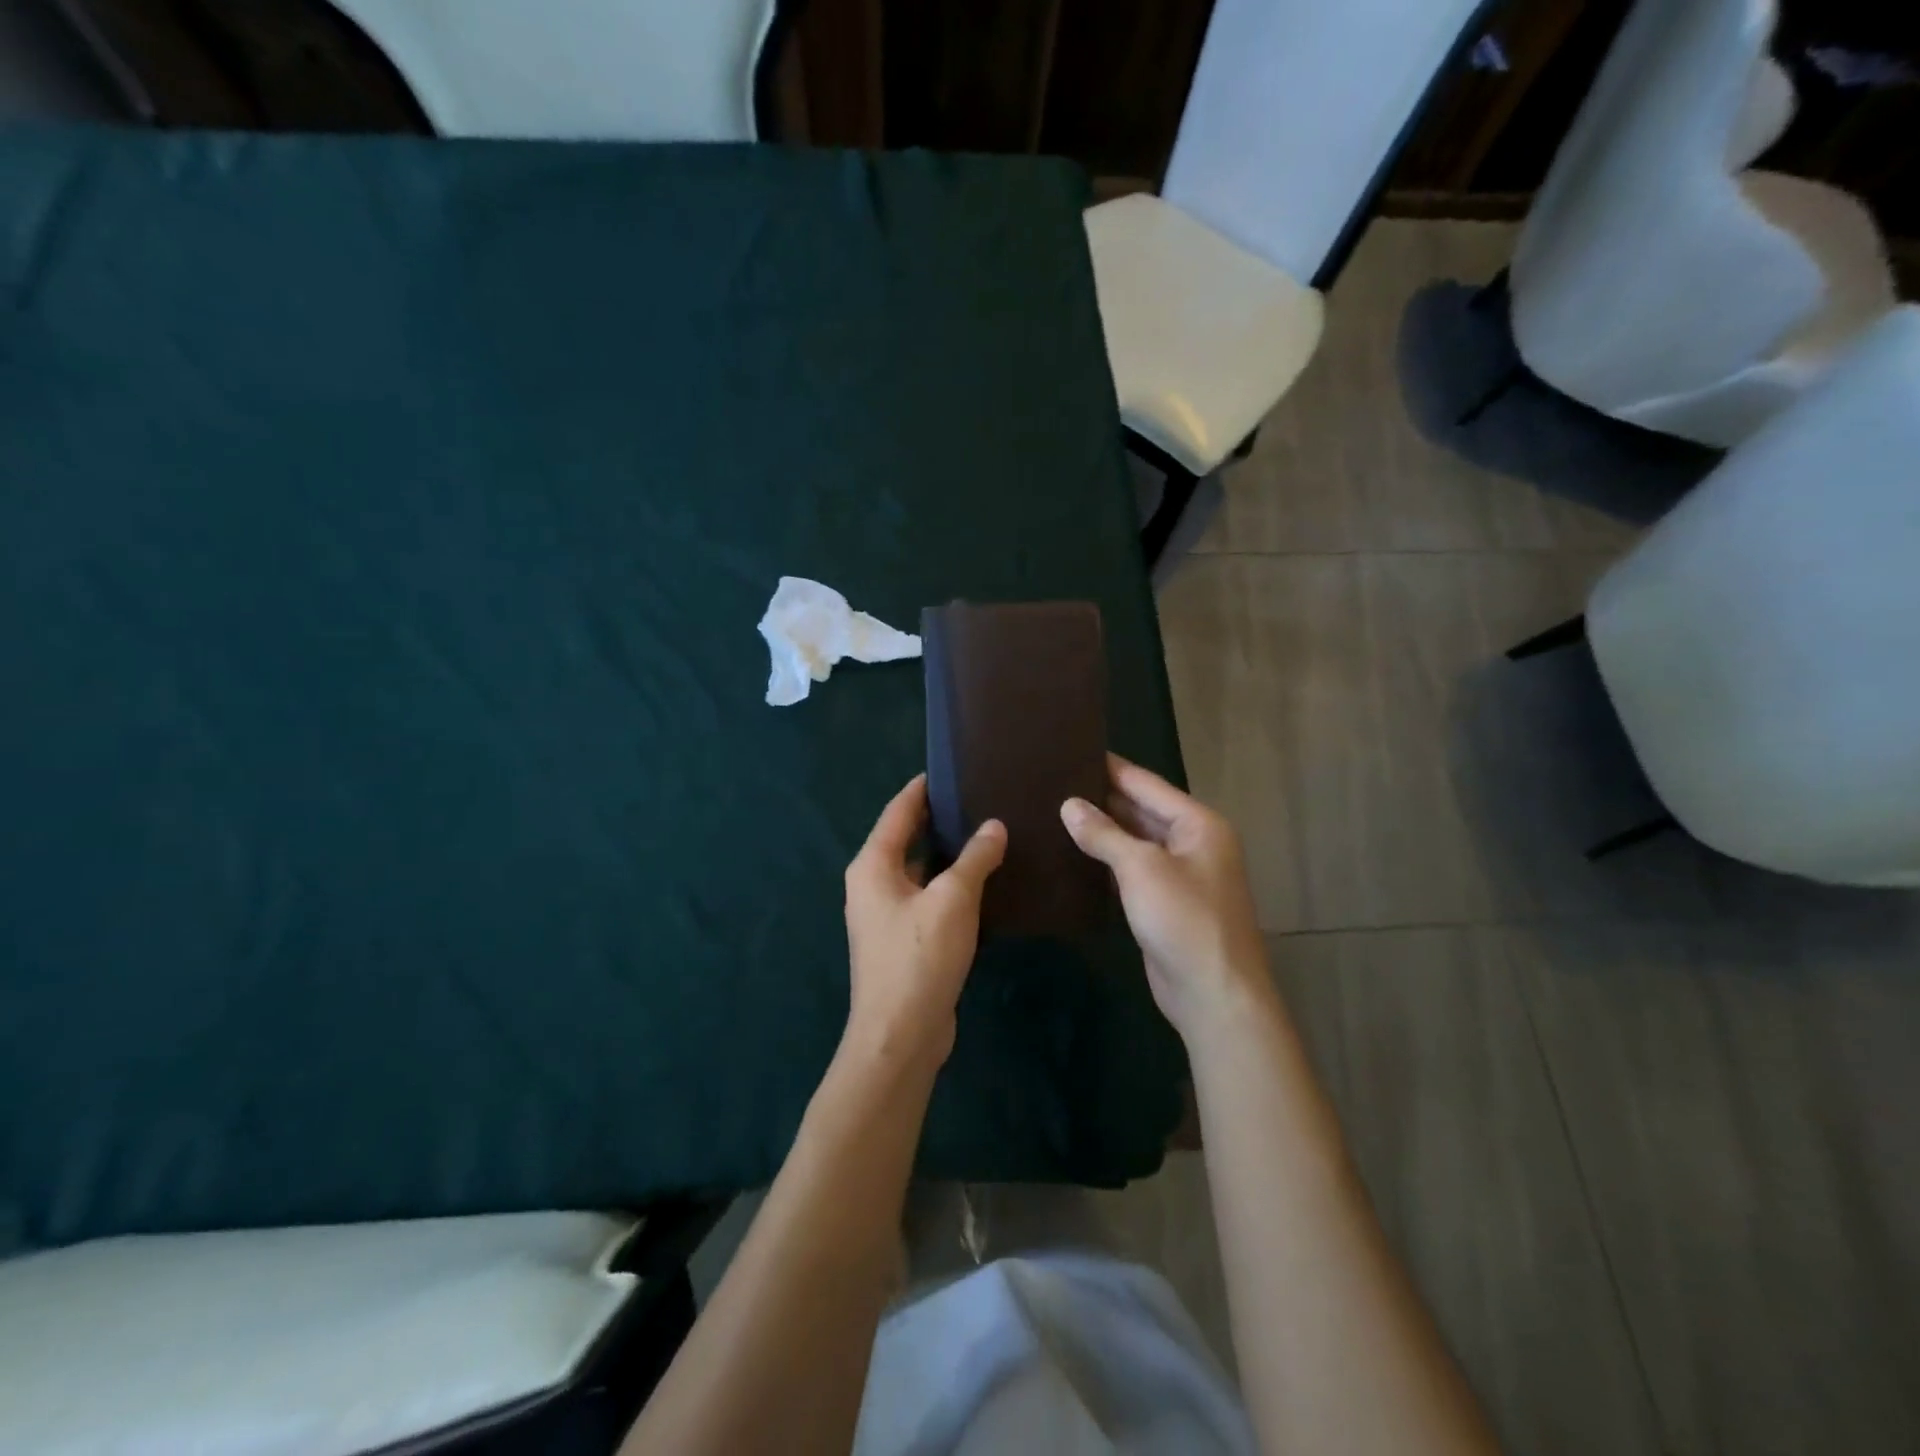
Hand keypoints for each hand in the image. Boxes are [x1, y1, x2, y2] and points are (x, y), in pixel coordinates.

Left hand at [843, 774, 1005, 1074]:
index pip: (898, 811)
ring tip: (988, 833)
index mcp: (873, 865)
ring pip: (920, 870)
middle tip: (979, 798)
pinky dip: (950, 885)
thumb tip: (994, 826)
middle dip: (939, 819)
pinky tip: (984, 881)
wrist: (900, 1035)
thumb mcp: (952, 900)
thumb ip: (974, 858)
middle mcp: (873, 884)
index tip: (951, 768)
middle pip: (907, 838)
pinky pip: (928, 897)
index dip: (923, 788)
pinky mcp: (904, 939)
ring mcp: (886, 914)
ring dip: (949, 854)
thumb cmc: (919, 957)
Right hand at [1061, 755, 1271, 1042]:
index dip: (1110, 767)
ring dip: (1102, 830)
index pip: (1146, 784)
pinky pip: (1132, 870)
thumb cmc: (1184, 919)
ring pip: (1135, 841)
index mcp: (1198, 824)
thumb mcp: (1142, 868)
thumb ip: (1104, 834)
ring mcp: (1180, 875)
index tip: (1073, 750)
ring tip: (1055, 811)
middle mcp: (1192, 843)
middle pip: (1141, 810)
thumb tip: (1069, 805)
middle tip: (1055, 782)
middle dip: (1102, 798)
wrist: (1214, 994)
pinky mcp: (1164, 903)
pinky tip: (1074, 853)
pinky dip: (1107, 861)